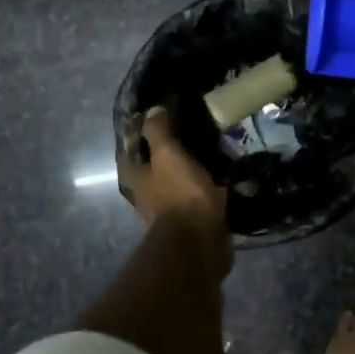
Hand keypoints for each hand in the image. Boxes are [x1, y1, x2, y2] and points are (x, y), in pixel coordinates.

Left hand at [118, 107, 230, 272]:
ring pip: (176, 181)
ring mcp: (168, 210)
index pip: (130, 147)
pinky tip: (224, 176)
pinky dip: (207, 187)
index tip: (159, 114)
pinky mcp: (191, 222)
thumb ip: (159, 132)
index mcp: (135, 177)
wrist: (199, 244)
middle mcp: (146, 194)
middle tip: (190, 130)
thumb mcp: (168, 155)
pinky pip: (197, 197)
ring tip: (212, 150)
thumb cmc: (179, 195)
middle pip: (153, 166)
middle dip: (168, 150)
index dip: (140, 131)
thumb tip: (153, 110)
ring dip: (189, 169)